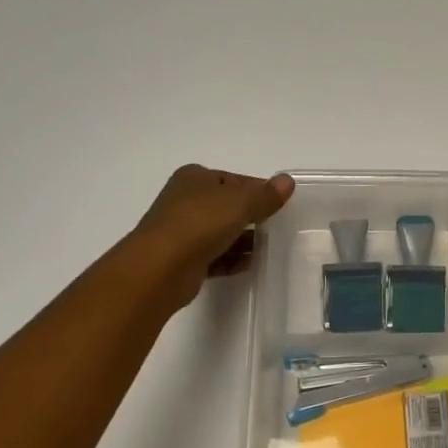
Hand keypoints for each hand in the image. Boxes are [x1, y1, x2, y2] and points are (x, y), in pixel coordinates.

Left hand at [122, 165, 295, 309]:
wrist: (160, 268)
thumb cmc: (200, 223)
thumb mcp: (241, 203)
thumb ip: (266, 195)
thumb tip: (287, 181)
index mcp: (195, 178)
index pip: (234, 180)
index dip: (258, 190)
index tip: (279, 203)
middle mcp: (185, 201)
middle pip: (227, 206)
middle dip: (251, 216)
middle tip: (276, 227)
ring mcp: (181, 231)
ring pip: (220, 232)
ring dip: (243, 240)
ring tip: (267, 248)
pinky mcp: (183, 260)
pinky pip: (214, 256)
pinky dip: (231, 259)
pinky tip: (249, 264)